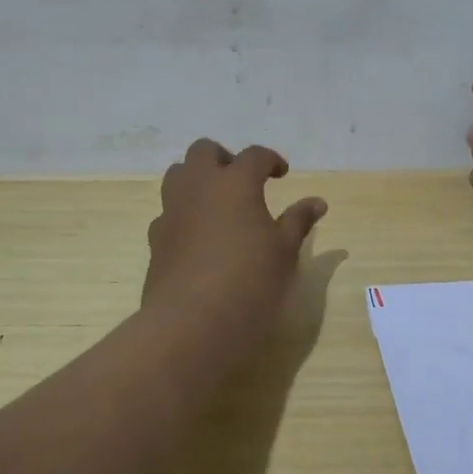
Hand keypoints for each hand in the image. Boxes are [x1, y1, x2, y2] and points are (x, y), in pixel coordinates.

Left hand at [143, 139, 328, 332]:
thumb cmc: (250, 280)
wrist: (192, 322)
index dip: (270, 160)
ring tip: (218, 204)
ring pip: (178, 175)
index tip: (282, 174)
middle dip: (224, 158)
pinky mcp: (155, 239)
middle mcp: (198, 187)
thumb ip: (299, 221)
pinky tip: (199, 237)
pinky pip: (168, 211)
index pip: (254, 155)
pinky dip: (184, 213)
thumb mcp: (285, 251)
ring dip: (197, 180)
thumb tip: (317, 202)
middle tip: (242, 180)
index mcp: (235, 182)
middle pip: (203, 151)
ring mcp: (172, 211)